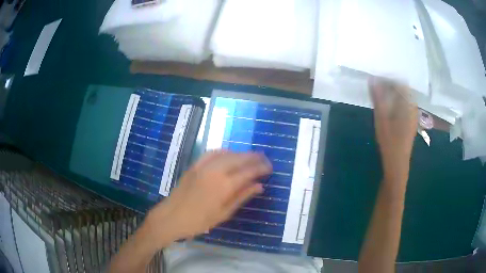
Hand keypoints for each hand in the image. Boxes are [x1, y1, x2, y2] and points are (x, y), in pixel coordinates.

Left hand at [144, 150, 271, 247]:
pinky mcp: (195, 165)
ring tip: (251, 157)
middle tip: (265, 160)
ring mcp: (203, 166)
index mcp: (224, 185)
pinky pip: (212, 153)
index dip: (261, 168)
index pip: (248, 171)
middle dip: (254, 157)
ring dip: (241, 154)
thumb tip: (259, 186)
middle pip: (240, 158)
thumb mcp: (224, 213)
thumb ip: (242, 197)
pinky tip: (229, 154)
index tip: (270, 167)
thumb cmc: (199, 221)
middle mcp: (216, 171)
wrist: (172, 216)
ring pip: (228, 153)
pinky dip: (224, 151)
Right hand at [369, 77, 417, 183]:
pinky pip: (403, 105)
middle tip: (376, 87)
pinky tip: (387, 108)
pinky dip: (394, 102)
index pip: (400, 82)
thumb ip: (378, 98)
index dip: (388, 78)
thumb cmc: (390, 142)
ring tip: (380, 96)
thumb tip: (372, 79)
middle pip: (402, 89)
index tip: (376, 79)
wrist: (397, 164)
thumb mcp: (381, 118)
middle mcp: (413, 107)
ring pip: (403, 97)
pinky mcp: (410, 122)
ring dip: (392, 93)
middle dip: (389, 85)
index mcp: (408, 104)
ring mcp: (412, 115)